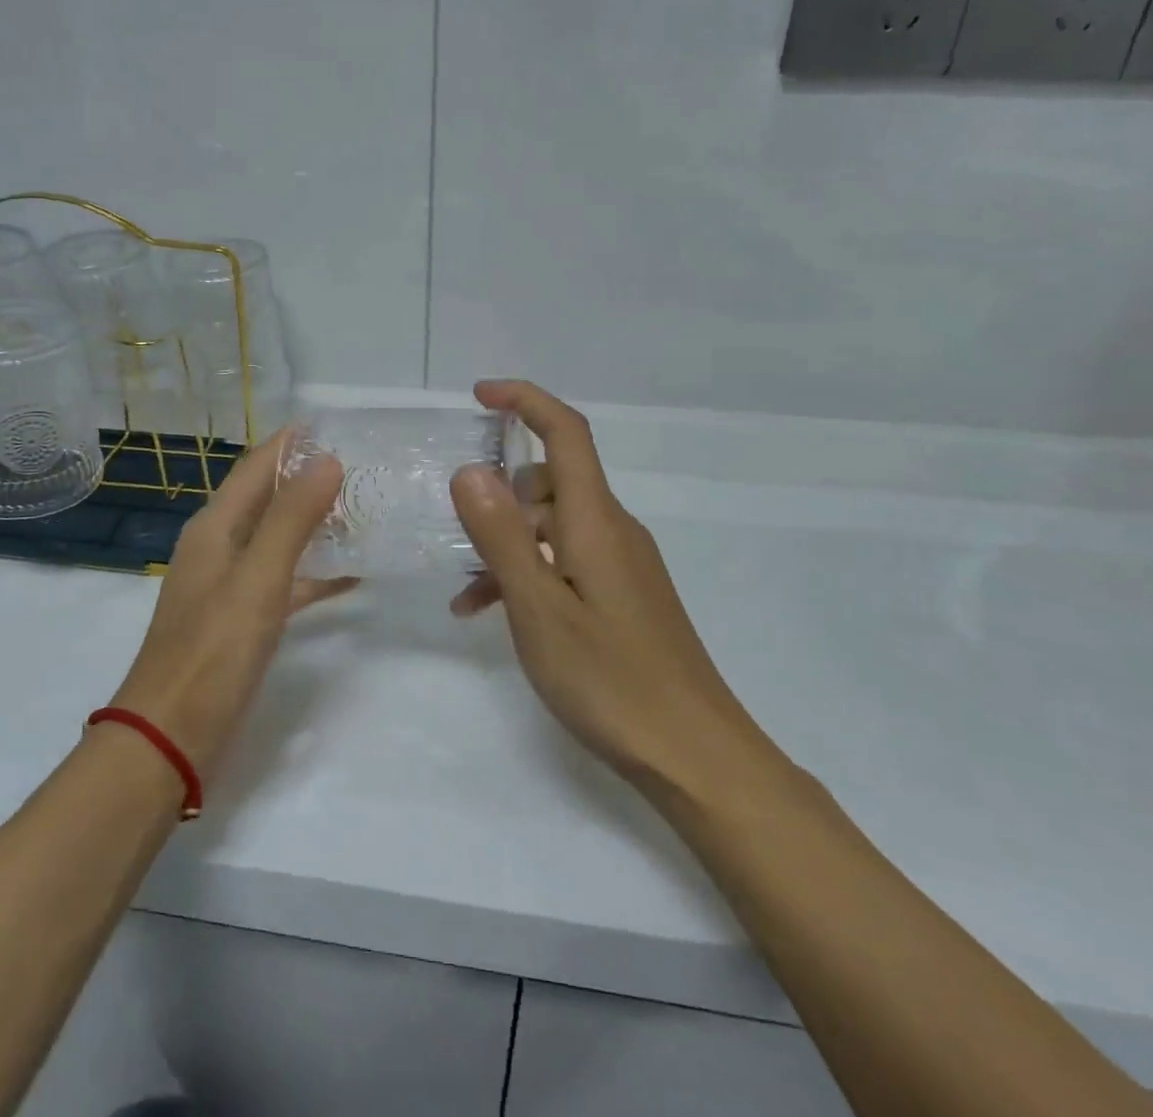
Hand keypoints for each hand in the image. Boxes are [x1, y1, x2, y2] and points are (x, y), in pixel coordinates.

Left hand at [110, 429, 350, 778]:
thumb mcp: (258, 578)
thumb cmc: (213, 651)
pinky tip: (351, 575)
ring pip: (278, 539)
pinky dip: (314, 573)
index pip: (256, 466)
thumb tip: (328, 461)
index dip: (291, 443)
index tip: (336, 424)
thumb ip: (292, 519)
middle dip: (309, 480)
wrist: (171, 737)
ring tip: (364, 511)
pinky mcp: (242, 620)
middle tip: (363, 467)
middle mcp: (219, 547)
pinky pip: (284, 581)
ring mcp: (229, 585)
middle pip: (268, 499)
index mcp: (214, 527)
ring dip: (315, 524)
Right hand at [450, 380, 770, 796]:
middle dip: (499, 496)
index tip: (478, 395)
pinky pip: (566, 562)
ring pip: (553, 526)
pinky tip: (495, 616)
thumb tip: (470, 470)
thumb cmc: (611, 681)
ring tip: (467, 595)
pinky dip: (529, 573)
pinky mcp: (623, 595)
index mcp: (596, 520)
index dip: (525, 401)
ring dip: (507, 544)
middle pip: (551, 480)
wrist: (697, 757)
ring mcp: (621, 564)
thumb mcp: (539, 609)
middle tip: (456, 535)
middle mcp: (613, 530)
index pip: (566, 432)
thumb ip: (502, 536)